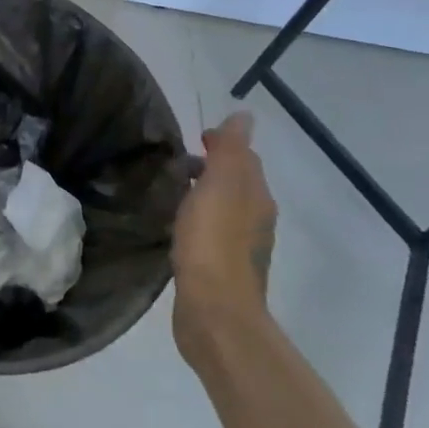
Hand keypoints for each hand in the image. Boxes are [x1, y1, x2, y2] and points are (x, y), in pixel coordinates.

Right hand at [171, 112, 277, 363]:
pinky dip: (198, 222)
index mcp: (257, 197)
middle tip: (177, 163)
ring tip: (172, 192)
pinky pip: (211, 235)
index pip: (245, 158)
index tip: (194, 139)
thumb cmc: (213, 242)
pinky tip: (177, 228)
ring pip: (224, 209)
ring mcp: (241, 249)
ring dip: (204, 196)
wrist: (215, 312)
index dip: (222, 144)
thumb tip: (244, 115)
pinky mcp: (221, 271)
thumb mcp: (221, 185)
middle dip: (212, 168)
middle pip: (237, 183)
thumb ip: (231, 150)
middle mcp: (256, 220)